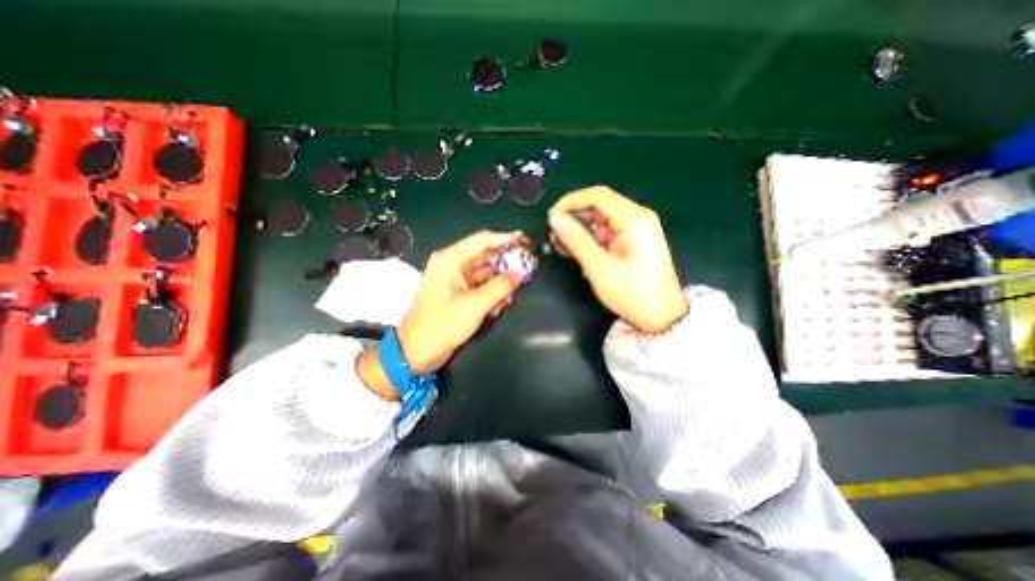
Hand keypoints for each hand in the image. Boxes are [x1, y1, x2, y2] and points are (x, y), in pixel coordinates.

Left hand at [402, 231, 526, 366]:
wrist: (416, 352)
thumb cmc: (443, 324)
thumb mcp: (475, 305)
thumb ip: (500, 286)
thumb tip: (518, 273)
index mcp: (451, 259)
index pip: (483, 240)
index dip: (506, 239)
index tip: (526, 241)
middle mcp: (452, 265)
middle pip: (485, 257)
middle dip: (505, 265)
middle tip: (527, 268)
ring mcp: (455, 280)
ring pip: (485, 274)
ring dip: (499, 284)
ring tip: (510, 297)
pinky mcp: (458, 294)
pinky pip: (480, 287)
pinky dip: (491, 294)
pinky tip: (498, 307)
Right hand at [550, 186, 685, 330]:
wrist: (661, 317)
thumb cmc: (631, 292)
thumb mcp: (598, 266)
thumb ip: (575, 239)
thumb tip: (554, 218)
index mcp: (634, 218)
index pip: (597, 195)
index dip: (570, 202)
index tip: (551, 217)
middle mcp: (637, 218)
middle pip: (599, 206)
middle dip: (574, 218)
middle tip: (554, 236)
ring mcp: (636, 230)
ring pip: (601, 220)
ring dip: (579, 230)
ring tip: (561, 246)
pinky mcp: (633, 242)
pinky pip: (607, 233)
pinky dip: (590, 239)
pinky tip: (576, 251)